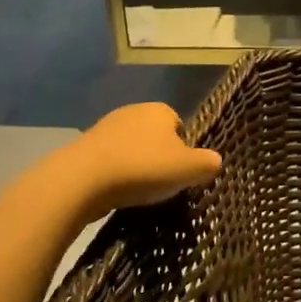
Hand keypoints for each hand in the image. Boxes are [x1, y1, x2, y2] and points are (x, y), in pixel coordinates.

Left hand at [66, 103, 221, 216]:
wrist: (84, 178)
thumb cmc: (142, 168)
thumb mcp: (187, 169)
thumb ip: (206, 163)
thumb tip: (216, 160)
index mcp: (160, 110)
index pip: (181, 127)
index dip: (184, 152)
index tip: (180, 174)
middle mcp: (134, 111)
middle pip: (156, 138)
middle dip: (159, 159)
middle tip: (161, 185)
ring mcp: (107, 127)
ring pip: (132, 149)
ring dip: (136, 167)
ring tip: (138, 192)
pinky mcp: (87, 146)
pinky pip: (111, 160)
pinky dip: (117, 174)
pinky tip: (117, 191)